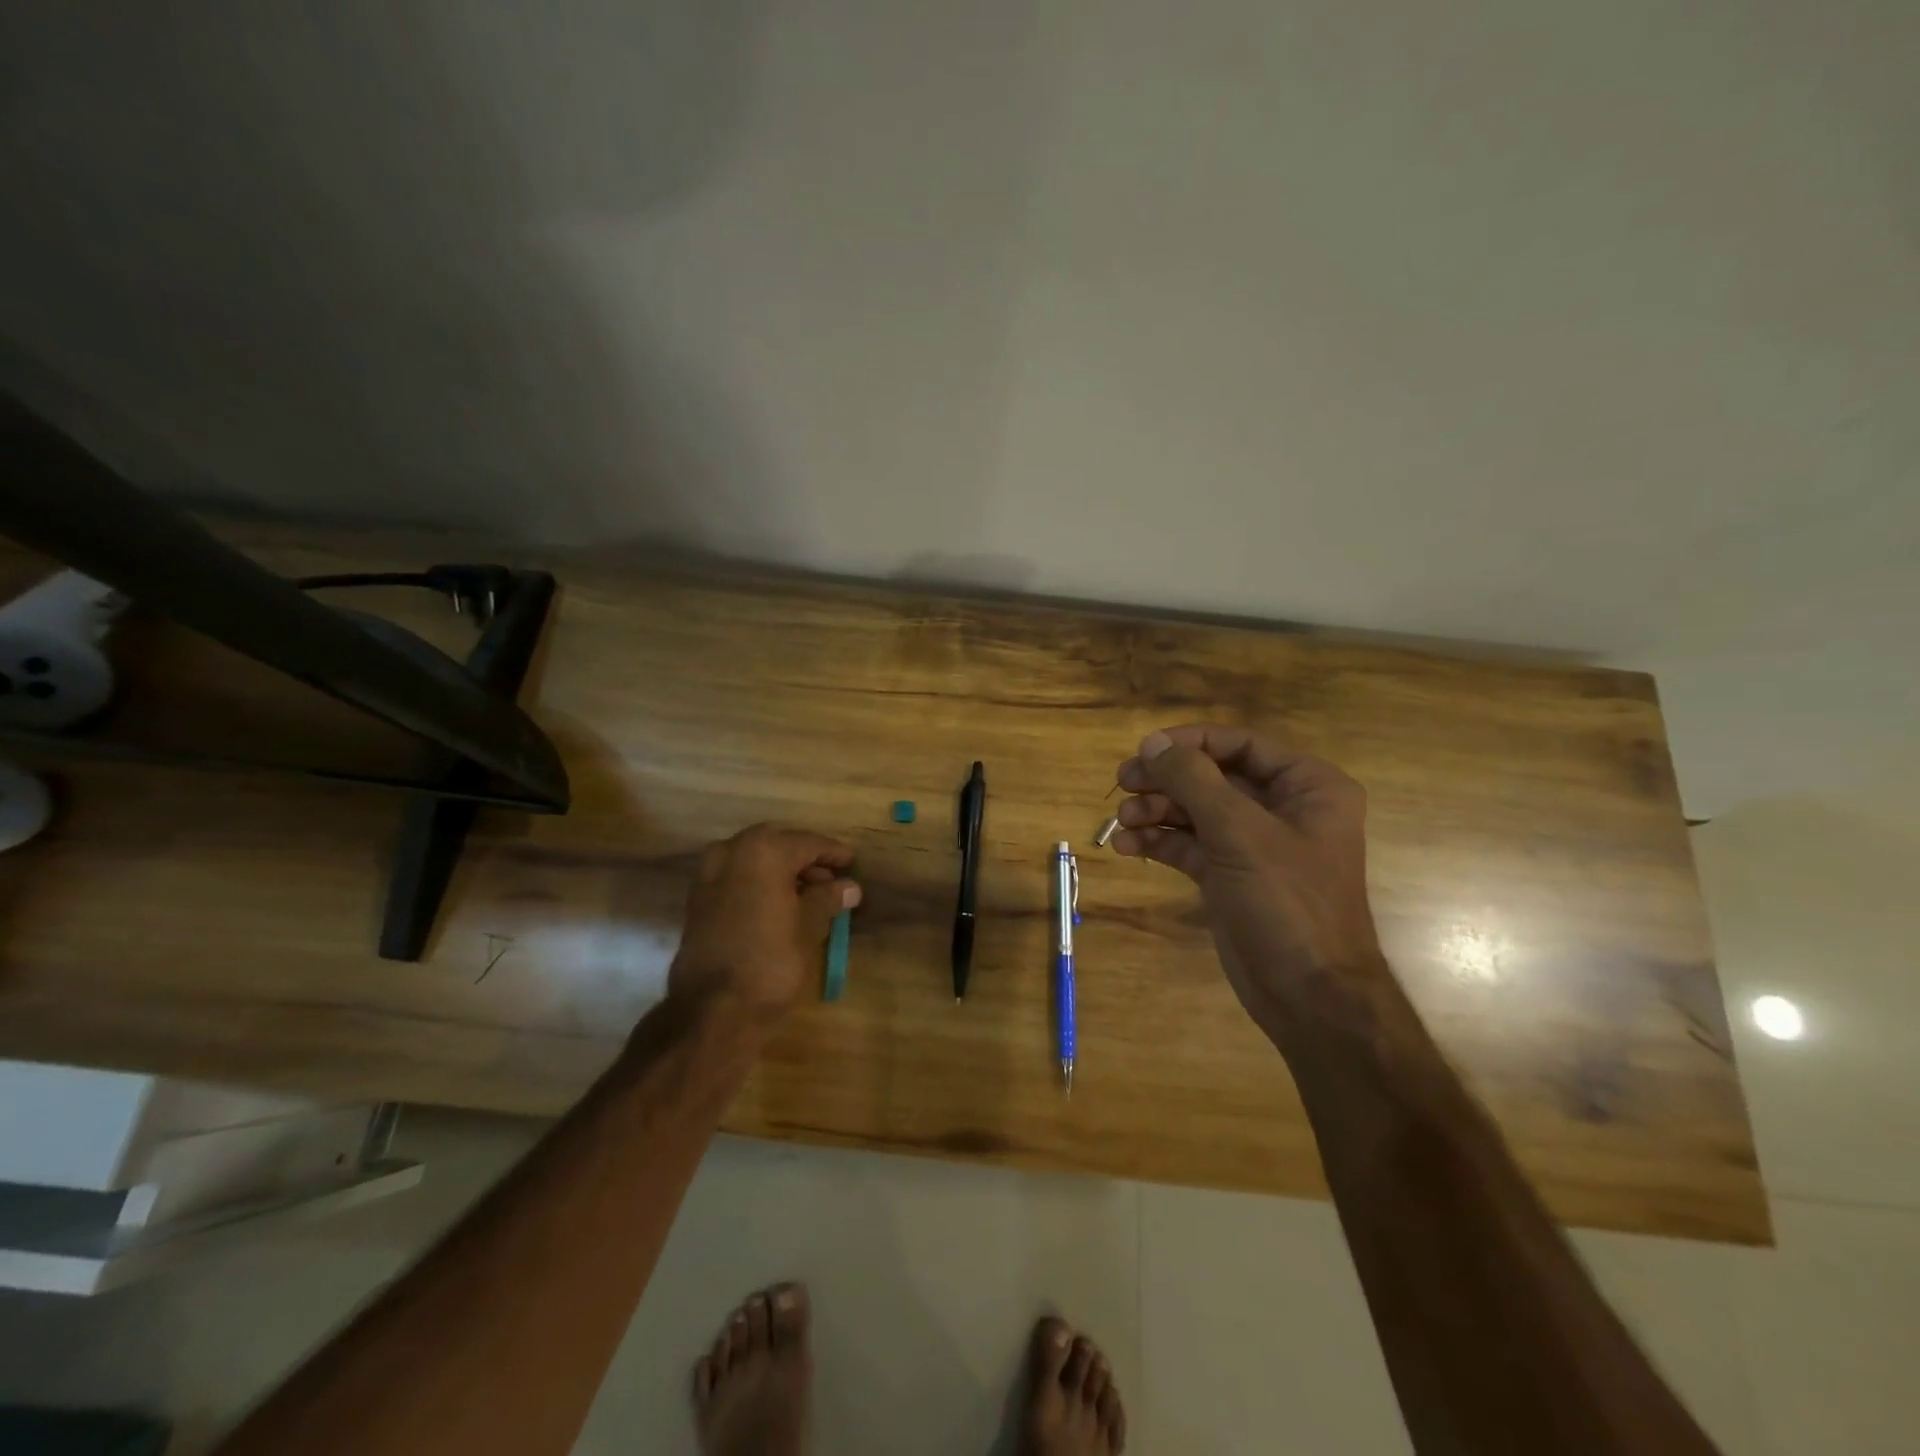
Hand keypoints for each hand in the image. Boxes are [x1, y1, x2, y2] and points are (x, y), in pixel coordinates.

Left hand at [668, 824, 861, 1021]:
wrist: (713, 1007)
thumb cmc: (772, 959)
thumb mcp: (810, 926)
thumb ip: (828, 898)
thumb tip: (849, 887)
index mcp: (764, 850)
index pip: (808, 843)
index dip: (833, 853)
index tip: (851, 863)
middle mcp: (732, 851)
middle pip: (778, 845)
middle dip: (805, 859)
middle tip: (831, 878)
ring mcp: (709, 874)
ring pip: (754, 859)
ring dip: (780, 870)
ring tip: (809, 894)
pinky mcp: (698, 900)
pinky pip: (736, 877)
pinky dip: (759, 883)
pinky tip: (779, 904)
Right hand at [1113, 725, 1381, 1035]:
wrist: (1309, 996)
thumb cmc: (1287, 903)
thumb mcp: (1239, 833)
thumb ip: (1193, 780)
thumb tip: (1153, 742)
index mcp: (1307, 786)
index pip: (1240, 744)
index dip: (1190, 742)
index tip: (1145, 750)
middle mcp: (1282, 808)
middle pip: (1212, 776)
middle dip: (1166, 780)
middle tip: (1123, 783)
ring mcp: (1253, 844)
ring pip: (1195, 810)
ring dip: (1156, 811)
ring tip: (1122, 822)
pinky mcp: (1229, 875)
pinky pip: (1188, 845)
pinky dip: (1158, 842)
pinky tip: (1127, 847)